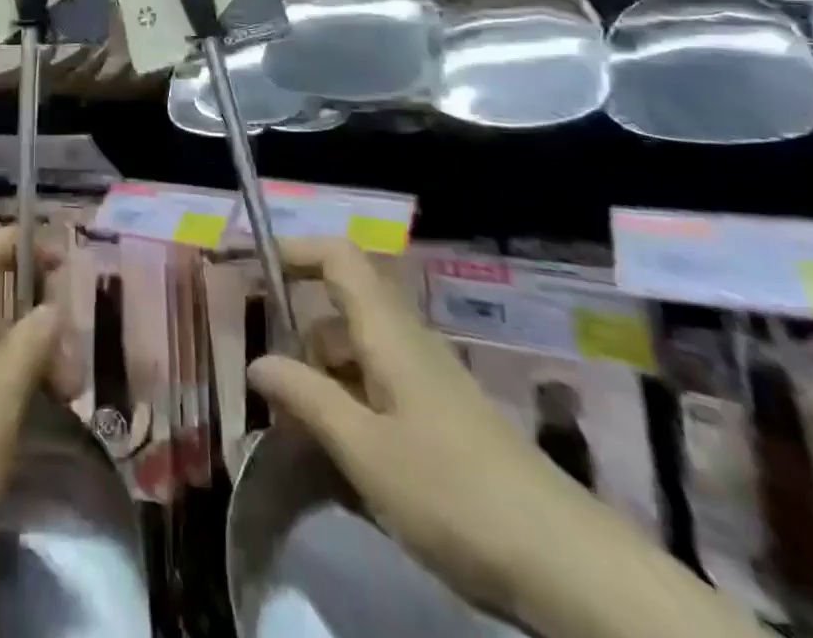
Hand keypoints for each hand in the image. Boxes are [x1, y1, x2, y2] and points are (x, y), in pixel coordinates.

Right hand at [248, 241, 762, 637]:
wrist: (563, 563)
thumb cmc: (452, 492)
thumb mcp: (364, 449)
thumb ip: (307, 398)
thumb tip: (258, 362)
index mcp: (388, 331)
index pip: (338, 257)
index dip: (293, 250)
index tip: (248, 266)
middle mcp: (407, 341)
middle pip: (341, 307)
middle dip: (298, 333)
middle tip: (266, 381)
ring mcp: (427, 380)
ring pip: (358, 353)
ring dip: (321, 377)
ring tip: (295, 431)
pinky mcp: (441, 417)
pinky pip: (379, 389)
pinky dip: (348, 406)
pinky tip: (339, 457)